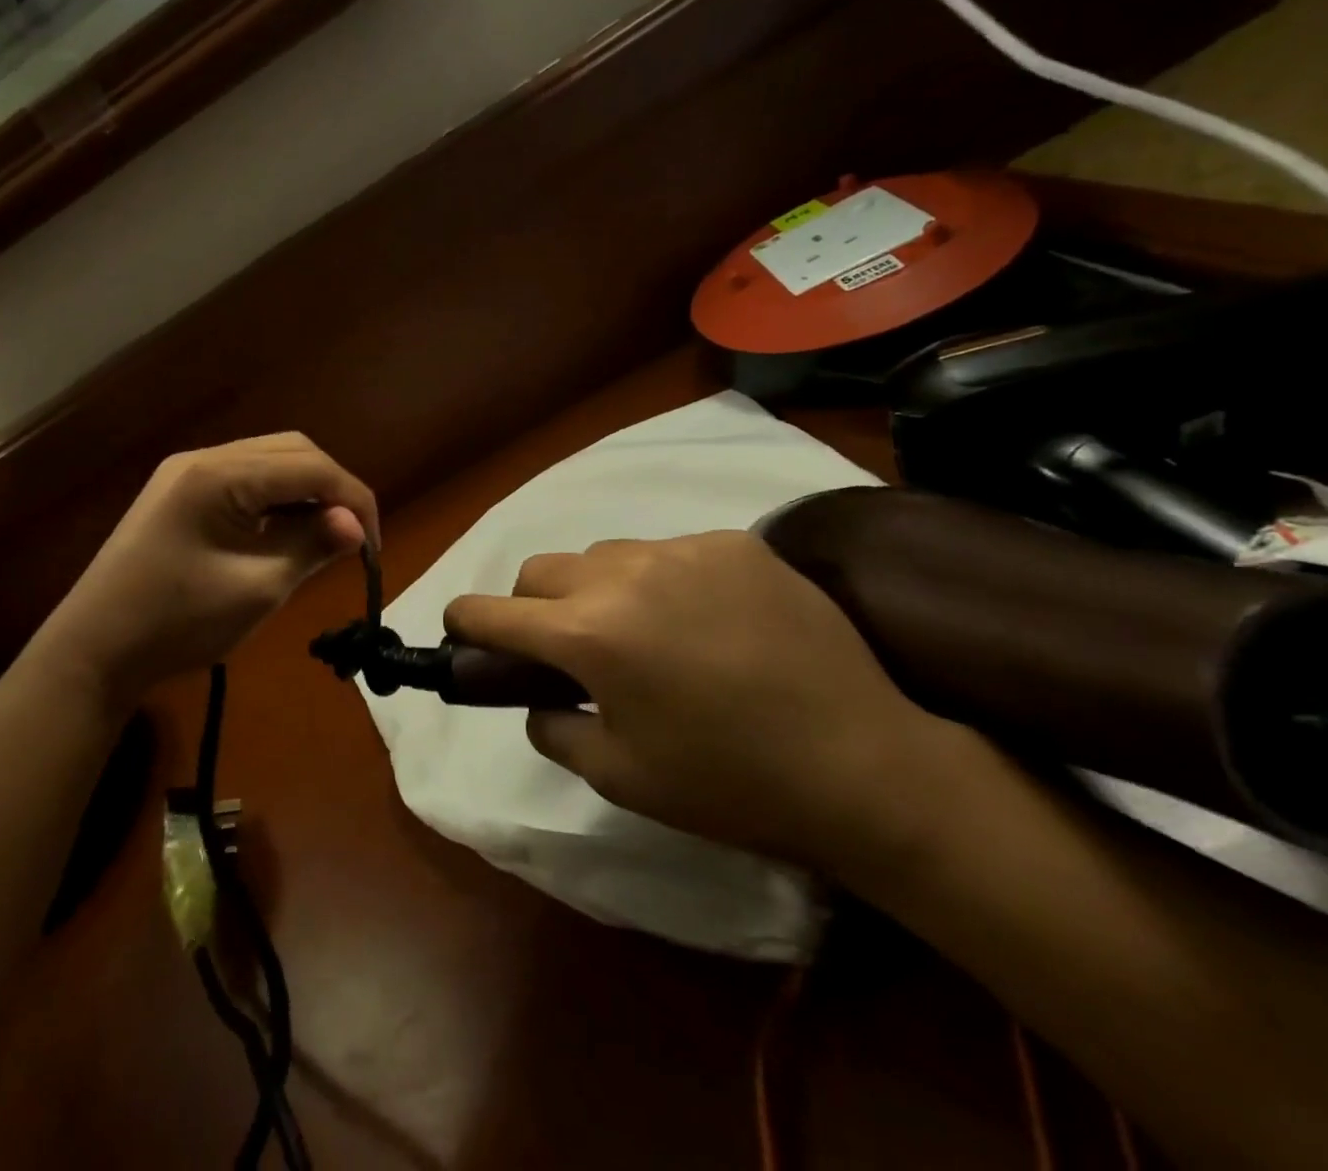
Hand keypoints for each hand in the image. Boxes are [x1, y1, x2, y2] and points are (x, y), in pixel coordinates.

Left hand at [40, 434, 377, 712]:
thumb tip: (357, 527)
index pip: (311, 467)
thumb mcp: (257, 588)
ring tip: (326, 537)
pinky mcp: (180, 493)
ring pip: (269, 462)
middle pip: (292, 452)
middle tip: (352, 538)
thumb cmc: (177, 622)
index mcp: (221, 474)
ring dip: (305, 493)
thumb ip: (312, 546)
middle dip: (332, 489)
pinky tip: (286, 533)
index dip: (354, 500)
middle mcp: (205, 458)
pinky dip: (276, 501)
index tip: (373, 547)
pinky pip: (245, 481)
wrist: (93, 651)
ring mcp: (187, 473)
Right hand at [444, 532, 951, 872]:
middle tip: (563, 648)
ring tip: (642, 633)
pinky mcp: (735, 543)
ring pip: (603, 554)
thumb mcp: (620, 776)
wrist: (866, 766)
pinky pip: (668, 552)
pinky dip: (660, 581)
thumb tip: (538, 696)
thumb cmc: (730, 784)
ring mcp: (683, 549)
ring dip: (596, 589)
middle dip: (531, 605)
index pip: (492, 611)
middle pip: (540, 569)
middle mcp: (624, 574)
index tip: (461, 630)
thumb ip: (555, 726)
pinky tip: (702, 621)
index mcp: (589, 634)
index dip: (464, 620)